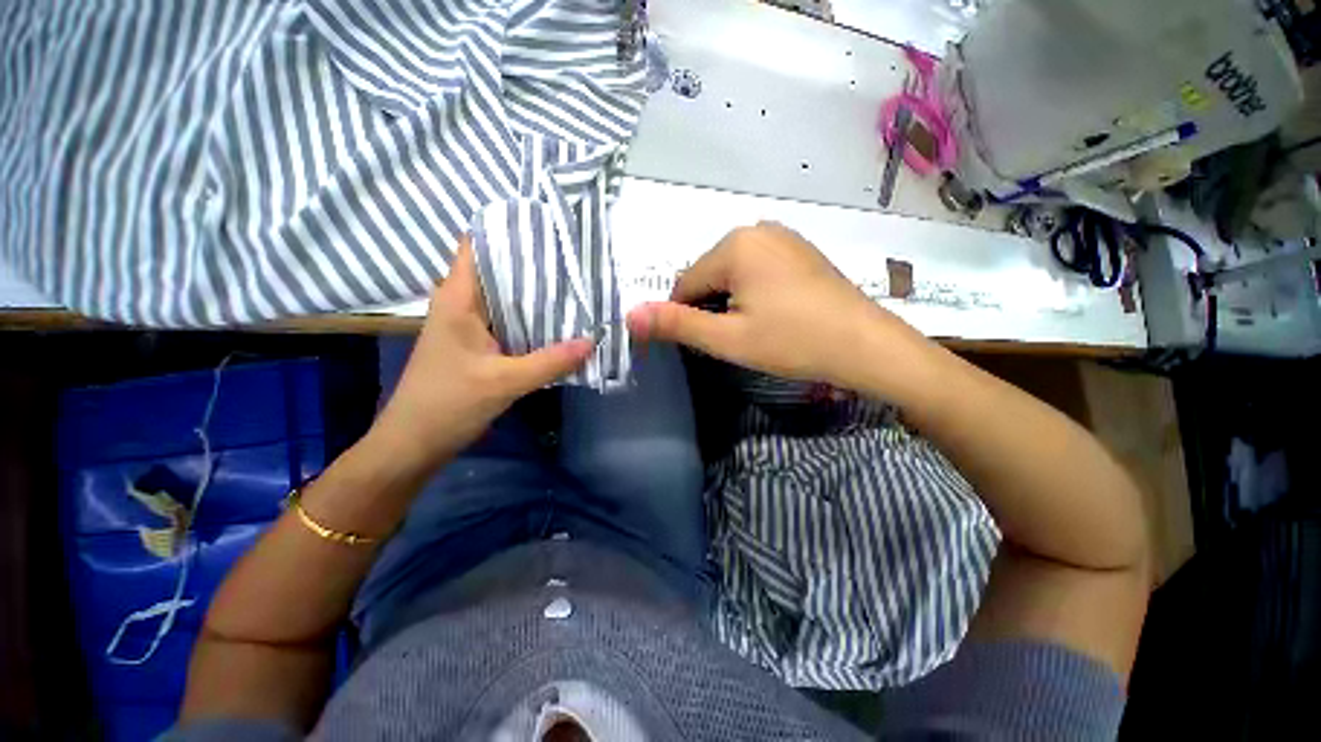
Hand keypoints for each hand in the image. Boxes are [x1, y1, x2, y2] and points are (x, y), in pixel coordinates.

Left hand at [372, 238, 591, 471]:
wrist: (414, 443)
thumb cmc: (448, 404)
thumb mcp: (505, 382)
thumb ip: (551, 362)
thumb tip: (593, 341)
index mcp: (458, 299)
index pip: (478, 246)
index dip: (509, 231)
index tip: (547, 227)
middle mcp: (463, 304)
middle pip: (499, 270)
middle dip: (534, 263)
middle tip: (575, 257)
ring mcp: (470, 325)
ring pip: (506, 297)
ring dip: (535, 293)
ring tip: (575, 283)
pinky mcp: (478, 345)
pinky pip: (509, 321)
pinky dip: (531, 319)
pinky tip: (559, 321)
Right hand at [627, 222, 935, 392]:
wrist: (865, 346)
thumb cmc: (792, 342)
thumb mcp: (728, 339)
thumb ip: (677, 325)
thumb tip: (629, 316)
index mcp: (735, 244)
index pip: (686, 283)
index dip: (688, 317)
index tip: (708, 342)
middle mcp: (756, 228)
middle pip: (710, 275)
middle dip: (712, 308)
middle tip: (738, 339)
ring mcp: (783, 236)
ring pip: (733, 274)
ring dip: (732, 302)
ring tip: (758, 329)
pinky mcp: (799, 250)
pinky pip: (758, 270)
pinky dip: (753, 293)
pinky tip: (775, 314)